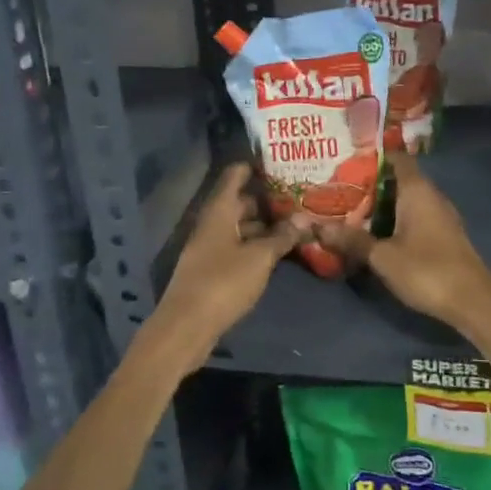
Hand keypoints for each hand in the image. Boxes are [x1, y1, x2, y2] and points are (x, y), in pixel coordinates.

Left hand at [150, 163, 309, 362]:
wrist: (186, 327)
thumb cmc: (222, 283)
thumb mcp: (259, 258)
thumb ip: (282, 236)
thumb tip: (304, 218)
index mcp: (218, 211)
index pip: (235, 175)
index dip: (256, 166)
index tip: (282, 162)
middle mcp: (212, 223)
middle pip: (240, 202)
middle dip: (268, 199)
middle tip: (300, 197)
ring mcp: (210, 247)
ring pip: (240, 227)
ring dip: (265, 226)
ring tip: (297, 224)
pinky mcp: (213, 270)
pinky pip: (238, 248)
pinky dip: (257, 246)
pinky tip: (279, 252)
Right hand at [316, 153, 490, 335]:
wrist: (473, 303)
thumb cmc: (427, 270)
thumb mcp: (382, 256)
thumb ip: (352, 240)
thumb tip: (317, 227)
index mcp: (418, 191)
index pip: (397, 158)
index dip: (374, 155)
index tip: (348, 159)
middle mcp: (432, 196)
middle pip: (400, 179)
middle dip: (372, 183)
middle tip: (340, 187)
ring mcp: (441, 216)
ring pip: (408, 200)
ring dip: (384, 204)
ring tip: (352, 209)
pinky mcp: (445, 236)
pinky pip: (416, 216)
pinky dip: (397, 219)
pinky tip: (378, 232)